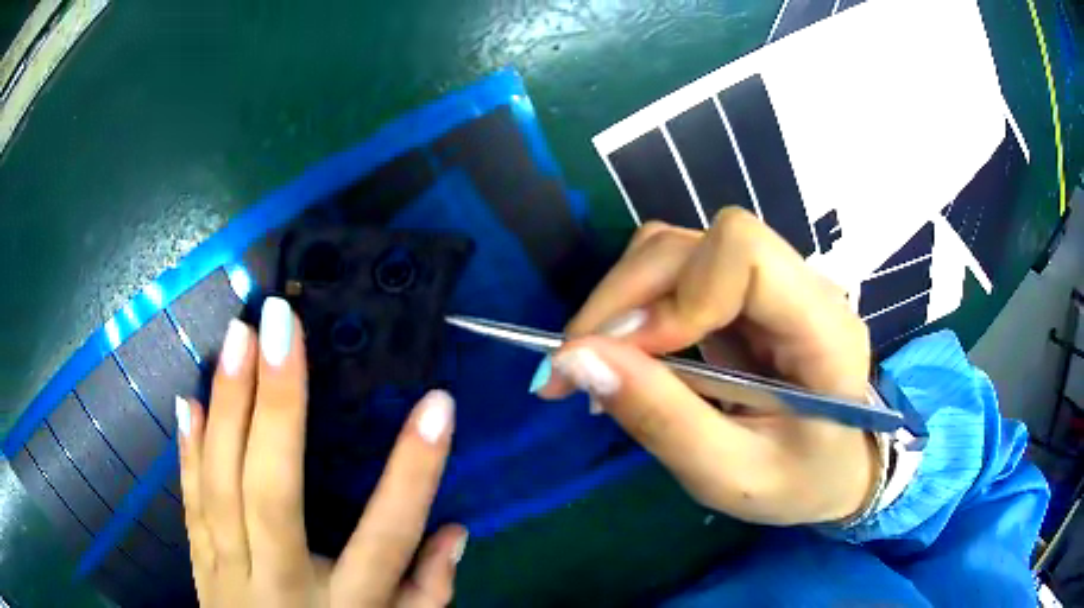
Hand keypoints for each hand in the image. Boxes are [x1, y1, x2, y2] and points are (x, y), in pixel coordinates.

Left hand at [176, 297, 465, 606]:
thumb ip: (429, 594)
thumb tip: (456, 531)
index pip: (386, 537)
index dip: (414, 472)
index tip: (437, 403)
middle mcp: (279, 586)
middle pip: (273, 495)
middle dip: (278, 407)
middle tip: (281, 327)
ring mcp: (228, 573)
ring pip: (220, 486)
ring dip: (226, 407)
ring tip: (238, 338)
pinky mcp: (200, 565)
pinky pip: (190, 503)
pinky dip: (188, 450)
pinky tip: (188, 399)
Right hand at [535, 209, 878, 525]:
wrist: (835, 470)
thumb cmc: (799, 483)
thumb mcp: (731, 475)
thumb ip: (661, 419)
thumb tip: (575, 359)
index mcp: (822, 328)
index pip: (744, 251)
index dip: (676, 293)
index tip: (626, 356)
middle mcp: (800, 286)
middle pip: (696, 244)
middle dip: (624, 298)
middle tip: (576, 367)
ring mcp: (770, 284)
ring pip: (677, 249)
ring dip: (623, 301)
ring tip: (599, 365)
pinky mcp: (742, 295)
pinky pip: (675, 274)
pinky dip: (634, 309)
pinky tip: (625, 356)